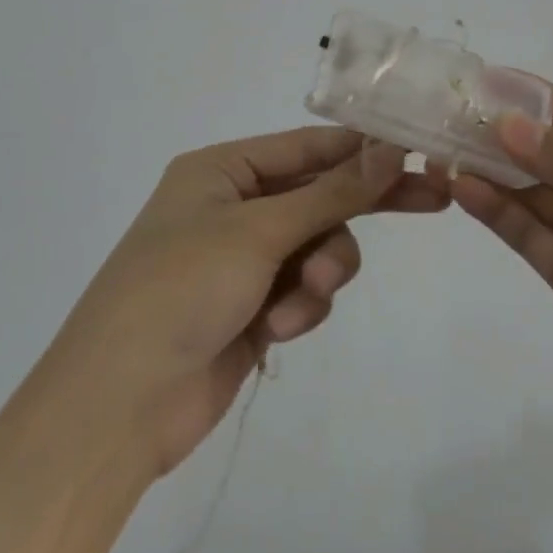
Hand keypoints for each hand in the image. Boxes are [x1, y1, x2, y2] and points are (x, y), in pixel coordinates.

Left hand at [48, 128, 445, 477]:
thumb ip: (331, 193)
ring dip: (322, 270)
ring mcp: (241, 261)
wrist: (118, 406)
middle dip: (361, 206)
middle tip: (434, 200)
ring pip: (317, 248)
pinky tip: (279, 330)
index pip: (307, 146)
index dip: (361, 149)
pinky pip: (301, 291)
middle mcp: (232, 207)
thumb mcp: (259, 231)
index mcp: (222, 170)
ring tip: (305, 296)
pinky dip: (300, 308)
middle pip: (318, 195)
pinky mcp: (251, 309)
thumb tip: (390, 148)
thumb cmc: (181, 289)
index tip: (417, 151)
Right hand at [451, 87, 552, 503]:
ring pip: (536, 192)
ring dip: (493, 168)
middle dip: (507, 132)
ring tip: (443, 145)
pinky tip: (463, 187)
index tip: (485, 80)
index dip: (539, 99)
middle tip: (449, 112)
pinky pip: (530, 238)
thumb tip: (507, 127)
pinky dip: (496, 212)